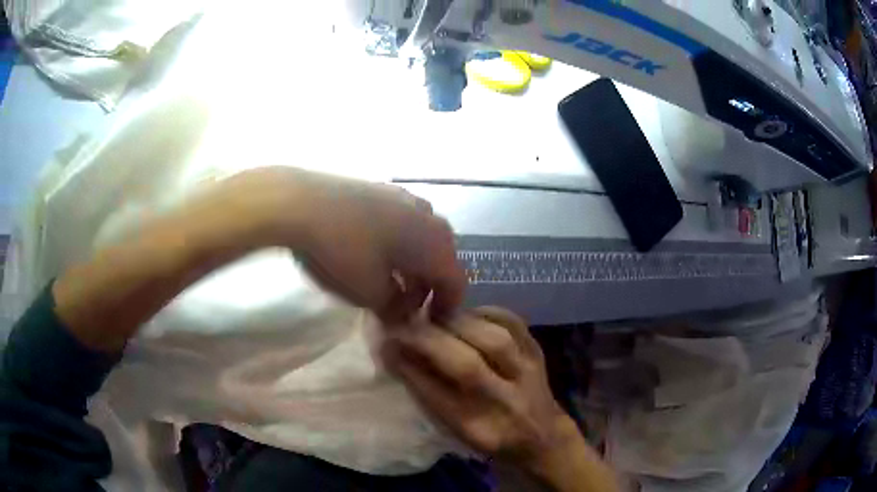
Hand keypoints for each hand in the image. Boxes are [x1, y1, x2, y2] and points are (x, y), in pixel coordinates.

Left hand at [192, 167, 465, 321]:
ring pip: (419, 239)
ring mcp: (405, 198)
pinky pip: (401, 223)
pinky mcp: (381, 189)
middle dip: (426, 287)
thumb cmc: (343, 252)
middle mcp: (429, 217)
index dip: (446, 309)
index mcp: (436, 244)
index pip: (456, 283)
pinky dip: (395, 244)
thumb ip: (395, 308)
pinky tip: (371, 254)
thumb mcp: (370, 294)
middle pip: (440, 259)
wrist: (300, 202)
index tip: (429, 326)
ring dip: (410, 265)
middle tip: (404, 308)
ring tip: (386, 283)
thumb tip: (402, 312)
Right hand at [381, 307, 617, 490]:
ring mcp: (528, 376)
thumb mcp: (455, 429)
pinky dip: (488, 312)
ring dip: (457, 322)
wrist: (540, 437)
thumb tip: (395, 354)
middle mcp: (505, 403)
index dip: (408, 367)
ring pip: (495, 341)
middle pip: (467, 366)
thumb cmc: (489, 436)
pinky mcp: (538, 354)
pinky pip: (515, 324)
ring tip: (434, 315)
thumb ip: (428, 394)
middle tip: (404, 322)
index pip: (437, 395)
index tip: (385, 343)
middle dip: (430, 340)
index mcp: (478, 428)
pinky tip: (468, 311)